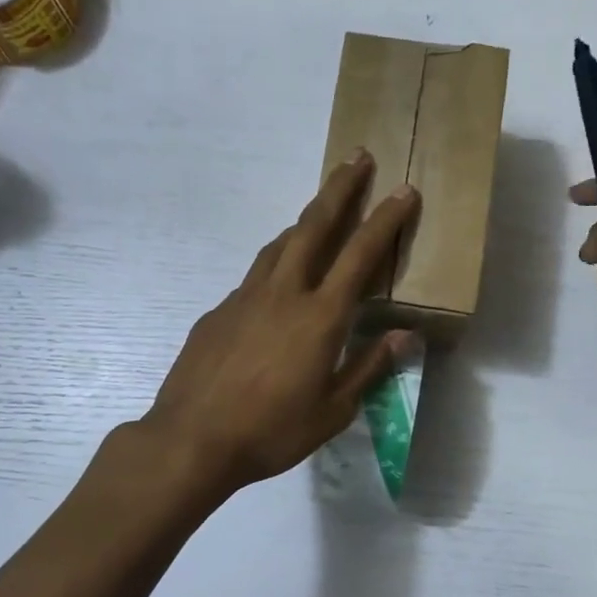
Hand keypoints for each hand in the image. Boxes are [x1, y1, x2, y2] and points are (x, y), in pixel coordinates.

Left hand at [144, 151, 420, 494]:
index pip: (360, 255)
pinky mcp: (218, 311)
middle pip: (314, 226)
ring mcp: (245, 298)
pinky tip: (277, 284)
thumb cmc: (271, 432)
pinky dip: (275, 264)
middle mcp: (283, 294)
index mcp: (320, 317)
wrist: (192, 439)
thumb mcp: (333, 411)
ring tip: (320, 212)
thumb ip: (369, 367)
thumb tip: (405, 335)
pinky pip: (255, 276)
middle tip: (357, 158)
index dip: (385, 220)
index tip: (404, 190)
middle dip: (339, 188)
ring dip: (304, 221)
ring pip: (279, 245)